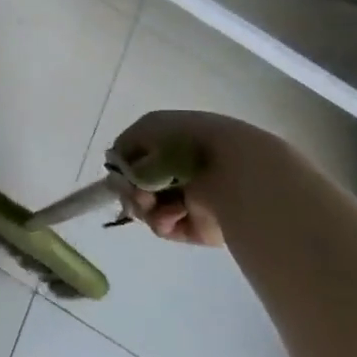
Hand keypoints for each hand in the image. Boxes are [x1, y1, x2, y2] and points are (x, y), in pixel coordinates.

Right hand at [112, 110, 282, 246]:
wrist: (236, 172)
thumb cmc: (188, 142)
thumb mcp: (146, 130)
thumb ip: (123, 150)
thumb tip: (121, 173)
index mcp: (172, 141)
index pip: (135, 156)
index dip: (124, 165)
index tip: (120, 172)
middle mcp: (180, 169)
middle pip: (137, 184)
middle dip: (130, 188)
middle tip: (138, 191)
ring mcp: (189, 198)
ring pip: (146, 207)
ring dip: (143, 205)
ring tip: (153, 202)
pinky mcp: (198, 226)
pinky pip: (165, 225)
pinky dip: (162, 220)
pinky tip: (173, 213)